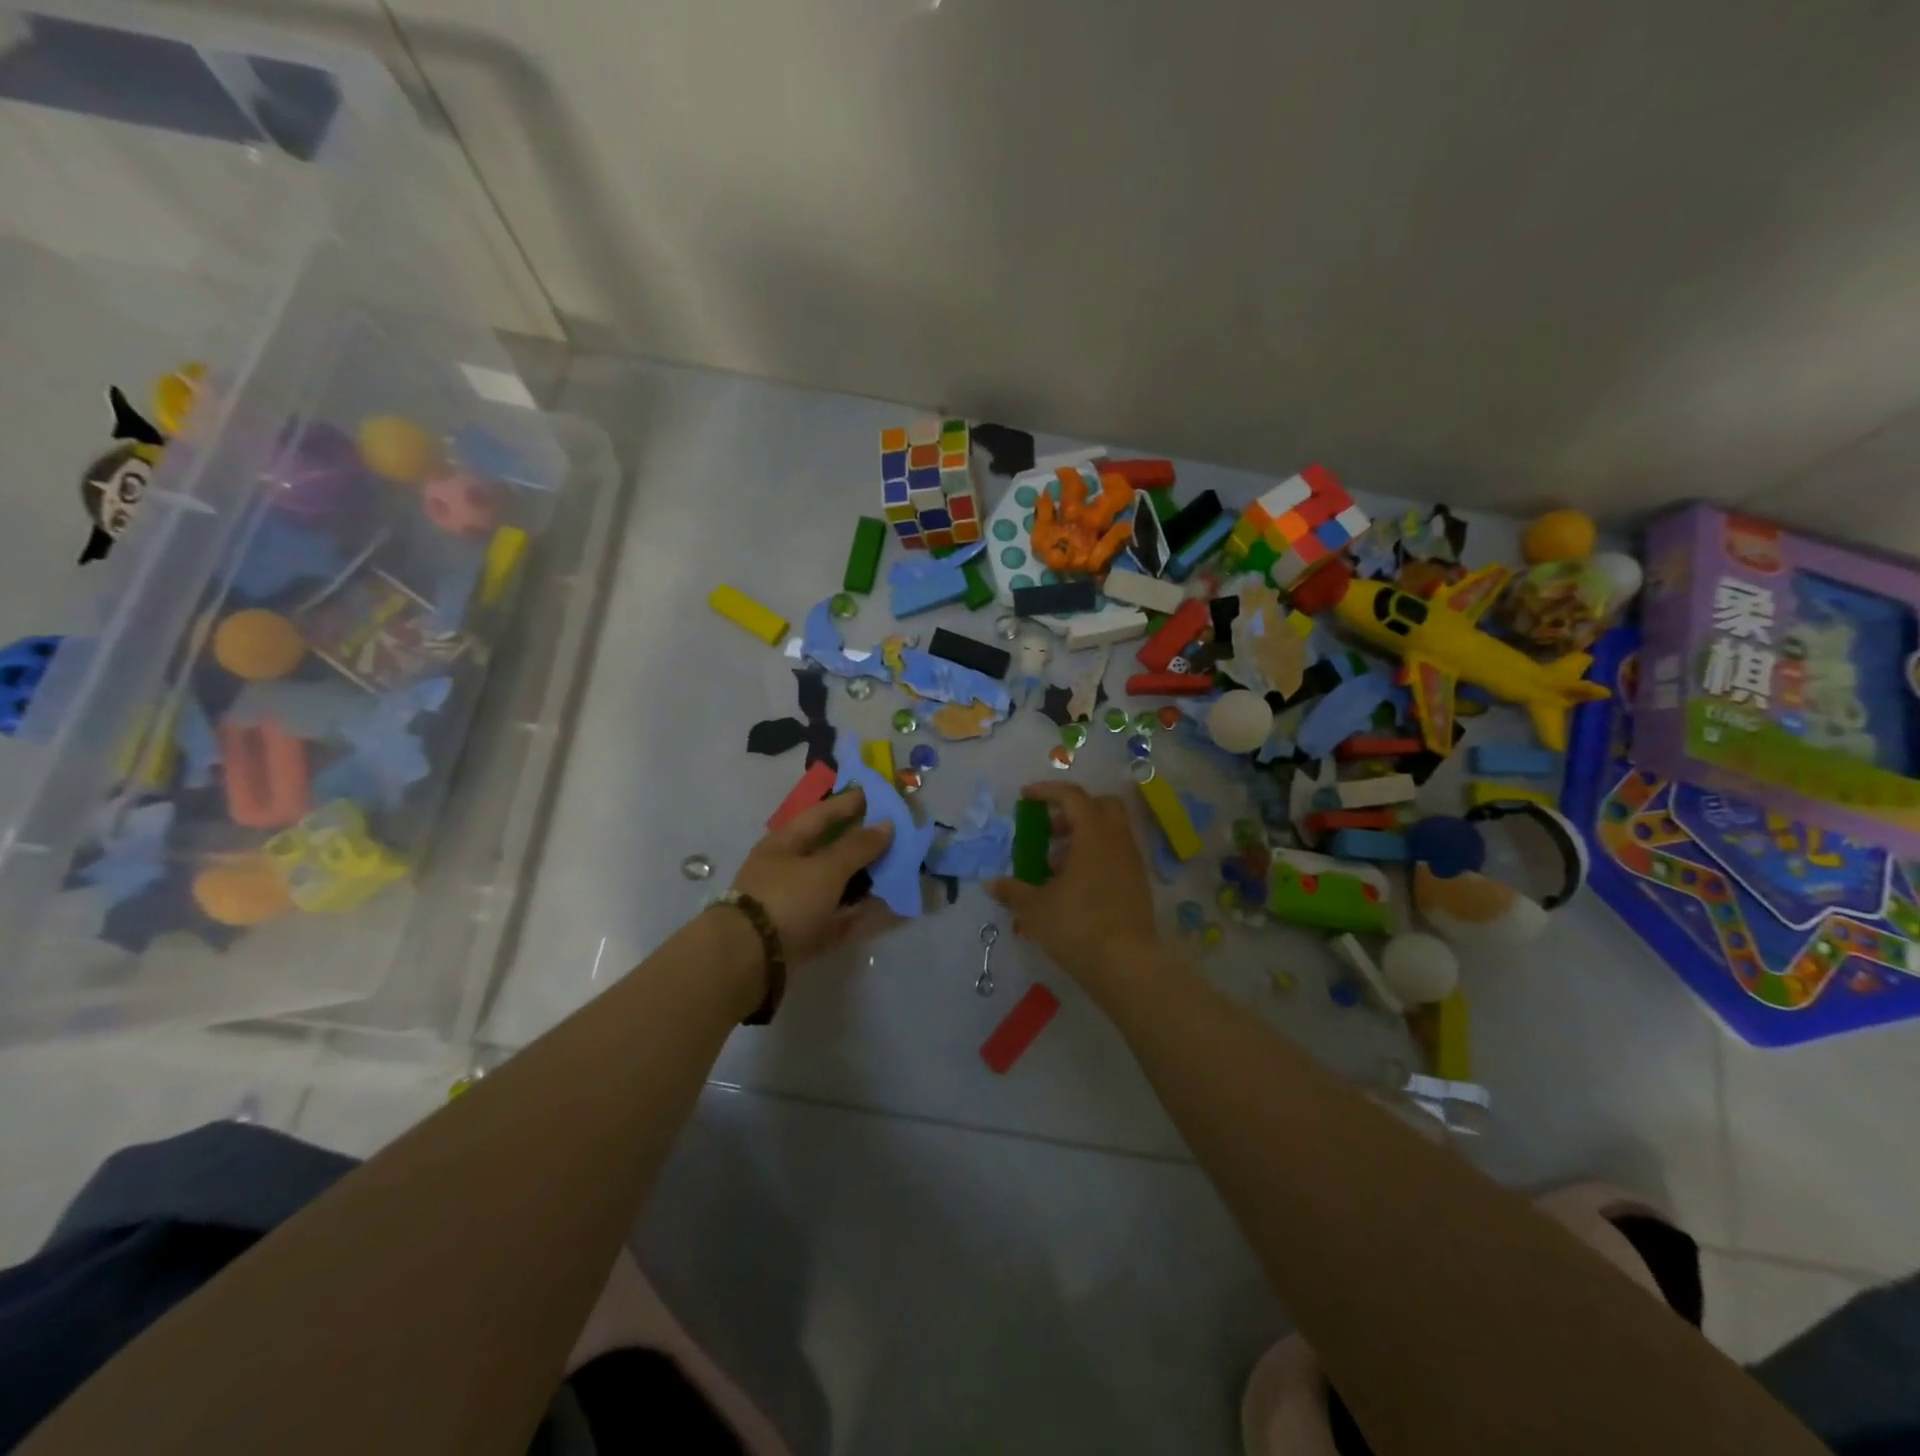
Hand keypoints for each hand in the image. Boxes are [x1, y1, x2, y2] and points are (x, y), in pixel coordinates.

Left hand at [729, 788, 896, 962]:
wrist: (749, 959)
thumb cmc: (786, 898)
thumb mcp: (825, 868)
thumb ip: (858, 847)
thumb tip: (887, 824)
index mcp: (786, 843)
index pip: (823, 814)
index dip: (851, 803)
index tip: (881, 797)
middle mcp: (790, 869)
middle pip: (833, 850)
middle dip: (865, 844)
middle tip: (899, 836)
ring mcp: (798, 903)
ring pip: (839, 885)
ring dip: (868, 879)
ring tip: (903, 871)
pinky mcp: (808, 933)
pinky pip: (843, 916)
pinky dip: (866, 912)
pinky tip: (894, 909)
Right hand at [987, 782, 1161, 986]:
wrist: (1128, 966)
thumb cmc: (1078, 927)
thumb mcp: (1035, 909)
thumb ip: (1012, 891)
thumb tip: (992, 883)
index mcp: (1094, 835)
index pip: (1072, 796)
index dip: (1047, 791)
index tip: (1025, 797)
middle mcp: (1117, 842)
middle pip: (1101, 806)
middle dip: (1072, 811)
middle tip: (1048, 831)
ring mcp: (1132, 863)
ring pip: (1110, 832)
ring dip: (1082, 838)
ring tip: (1054, 869)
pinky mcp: (1138, 886)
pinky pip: (1116, 856)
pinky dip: (1095, 858)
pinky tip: (1074, 888)